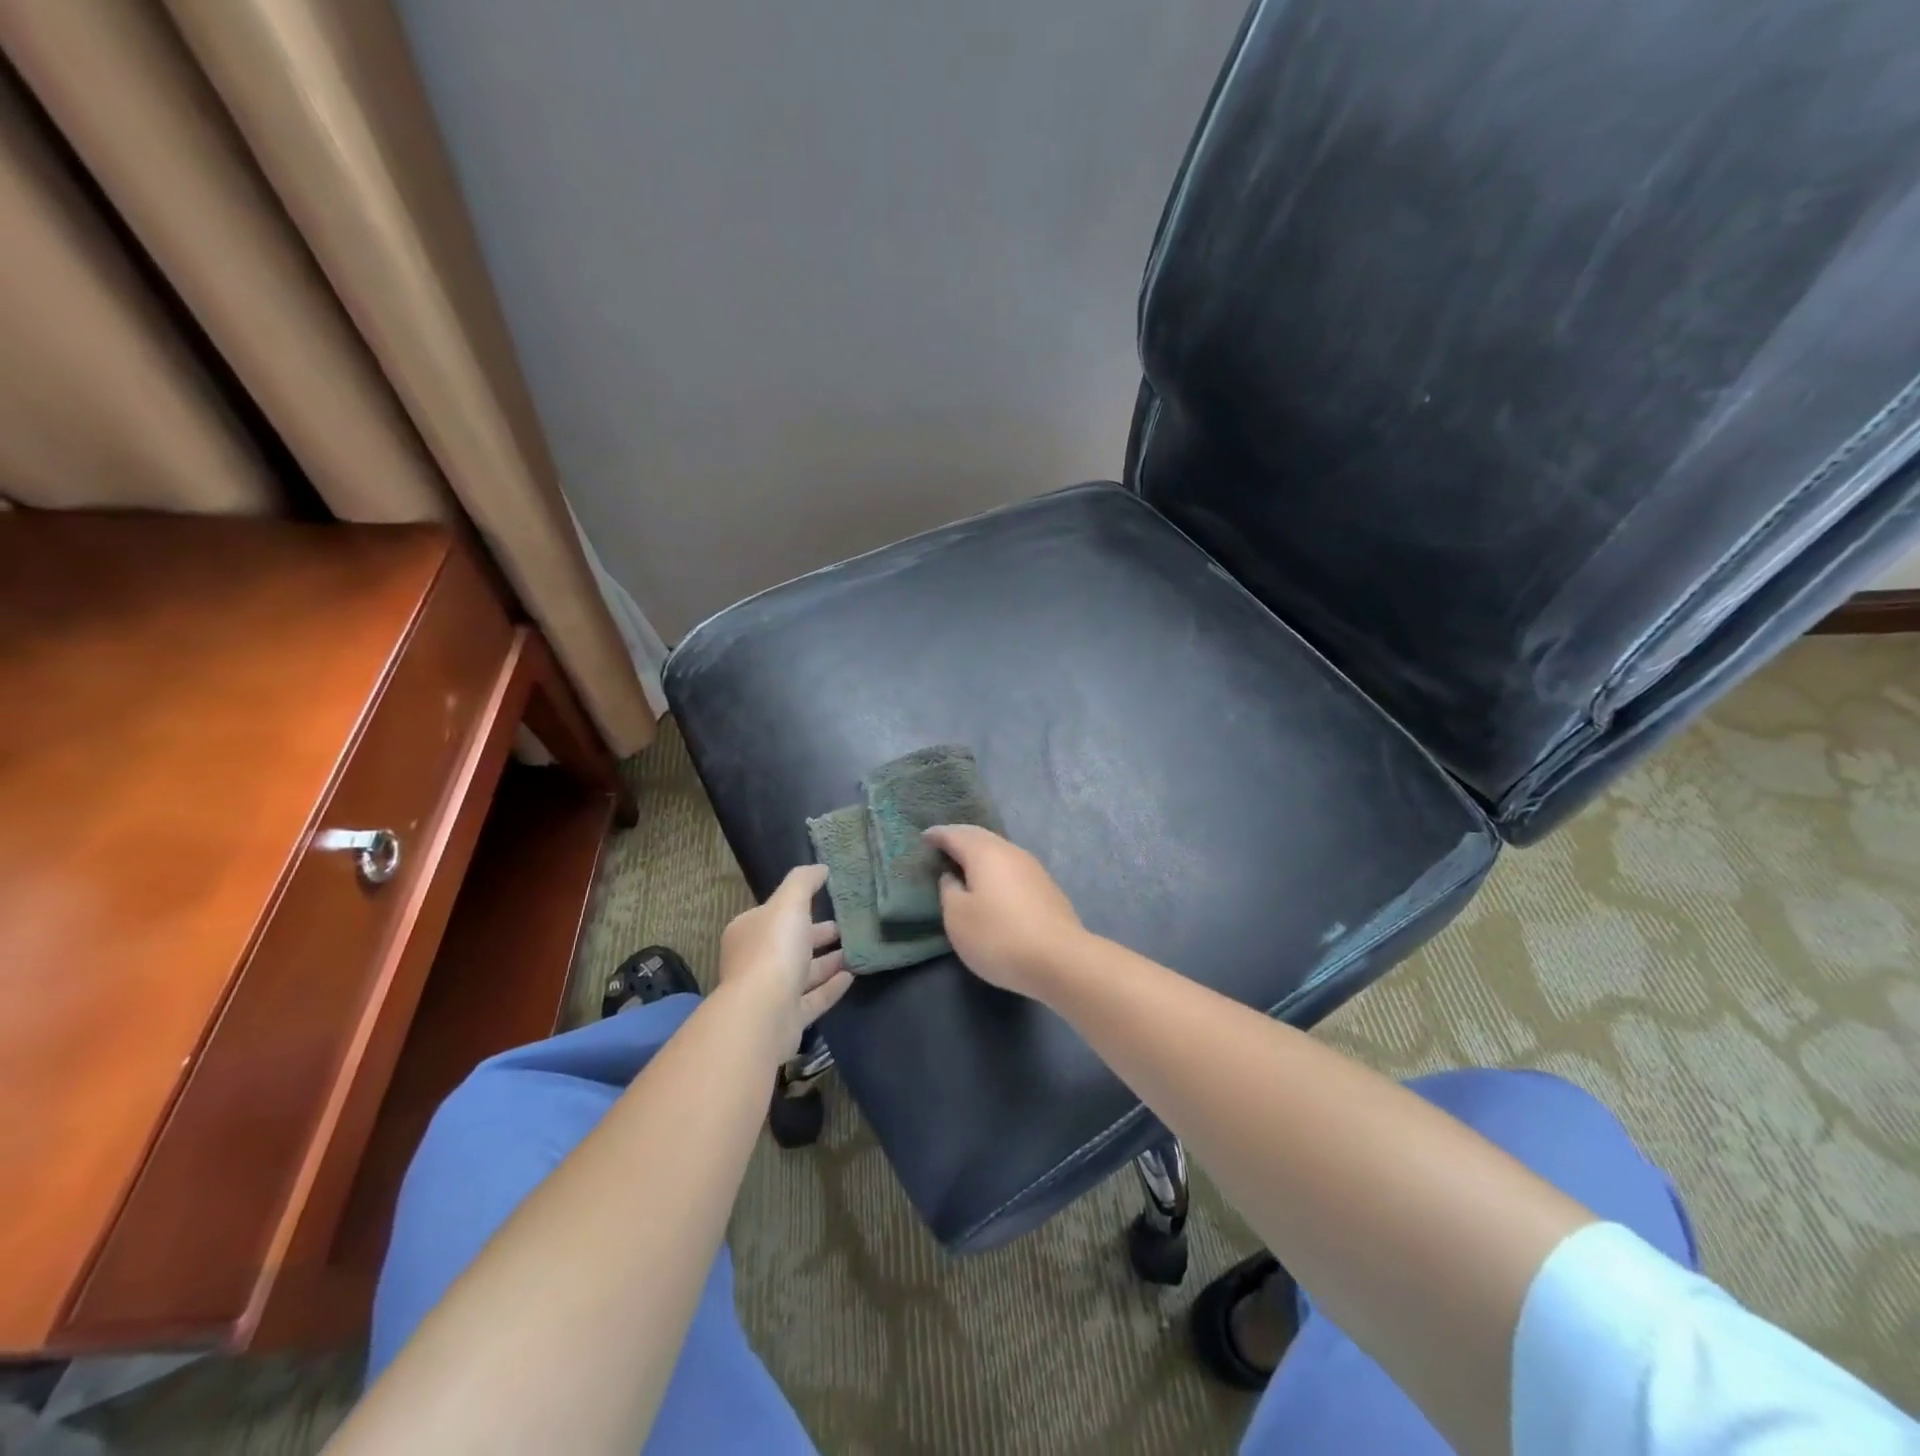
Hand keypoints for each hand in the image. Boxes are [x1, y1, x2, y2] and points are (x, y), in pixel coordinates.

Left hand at [717, 864, 853, 1053]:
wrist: (763, 1014)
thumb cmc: (773, 950)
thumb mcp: (789, 903)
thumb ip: (804, 882)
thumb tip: (820, 868)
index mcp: (748, 932)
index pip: (774, 915)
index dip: (799, 908)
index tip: (827, 902)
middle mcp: (755, 962)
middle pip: (790, 944)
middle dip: (817, 935)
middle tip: (847, 927)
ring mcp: (770, 993)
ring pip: (803, 973)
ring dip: (828, 962)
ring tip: (856, 950)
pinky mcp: (786, 1019)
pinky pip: (813, 999)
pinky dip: (831, 987)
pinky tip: (852, 977)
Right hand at [922, 825, 1087, 998]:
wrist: (1060, 959)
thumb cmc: (999, 936)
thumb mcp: (958, 918)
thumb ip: (949, 891)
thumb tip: (953, 876)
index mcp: (985, 853)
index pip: (956, 834)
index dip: (938, 835)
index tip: (924, 837)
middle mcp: (1010, 852)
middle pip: (981, 837)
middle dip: (960, 838)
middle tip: (942, 844)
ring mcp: (1033, 868)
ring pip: (1000, 851)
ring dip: (980, 853)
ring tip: (964, 863)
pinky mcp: (1046, 887)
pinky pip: (1012, 867)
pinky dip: (995, 868)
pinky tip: (992, 883)